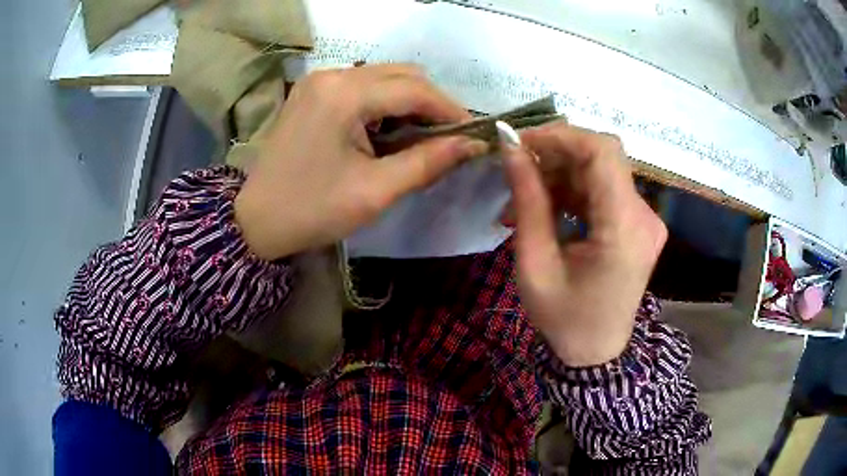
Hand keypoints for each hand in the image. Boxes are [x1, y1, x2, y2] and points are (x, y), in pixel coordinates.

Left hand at [235, 65, 487, 259]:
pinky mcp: (313, 91)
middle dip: (432, 103)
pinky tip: (390, 130)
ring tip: (423, 136)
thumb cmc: (313, 210)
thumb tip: (473, 145)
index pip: (414, 90)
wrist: (256, 220)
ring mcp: (319, 80)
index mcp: (344, 95)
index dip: (451, 110)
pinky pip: (363, 85)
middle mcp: (332, 74)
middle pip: (401, 75)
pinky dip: (385, 103)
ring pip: (383, 77)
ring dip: (409, 102)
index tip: (474, 134)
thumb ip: (428, 162)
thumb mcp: (376, 191)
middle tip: (450, 138)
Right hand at [502, 123, 666, 366]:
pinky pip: (603, 189)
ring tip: (523, 198)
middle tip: (517, 170)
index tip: (520, 144)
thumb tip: (510, 149)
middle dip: (555, 154)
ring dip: (560, 173)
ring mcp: (644, 219)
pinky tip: (547, 207)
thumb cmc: (563, 318)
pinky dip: (573, 189)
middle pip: (602, 156)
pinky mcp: (638, 223)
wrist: (595, 352)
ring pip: (600, 170)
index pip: (602, 152)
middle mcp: (644, 216)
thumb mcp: (535, 263)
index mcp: (624, 229)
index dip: (560, 136)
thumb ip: (527, 200)